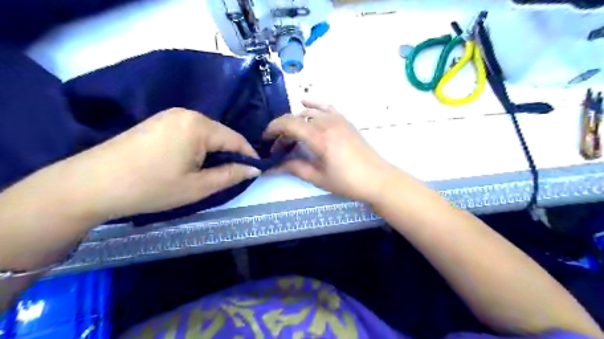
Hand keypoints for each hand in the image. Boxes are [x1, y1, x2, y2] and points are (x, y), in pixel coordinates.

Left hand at [65, 107, 258, 219]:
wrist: (91, 184)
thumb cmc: (151, 187)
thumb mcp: (198, 186)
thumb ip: (231, 175)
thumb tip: (254, 169)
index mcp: (199, 126)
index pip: (236, 139)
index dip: (249, 156)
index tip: (256, 171)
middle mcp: (186, 113)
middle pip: (221, 135)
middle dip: (230, 154)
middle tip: (231, 176)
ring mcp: (169, 115)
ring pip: (206, 134)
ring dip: (214, 152)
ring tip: (211, 172)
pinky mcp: (157, 121)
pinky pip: (189, 132)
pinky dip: (198, 147)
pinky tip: (190, 163)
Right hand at [266, 99, 399, 202]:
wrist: (378, 179)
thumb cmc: (348, 182)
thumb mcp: (319, 178)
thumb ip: (295, 168)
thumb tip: (273, 167)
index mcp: (320, 138)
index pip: (289, 124)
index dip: (273, 128)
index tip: (265, 138)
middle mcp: (327, 123)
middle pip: (297, 118)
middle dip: (283, 130)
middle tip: (278, 147)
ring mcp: (338, 119)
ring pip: (309, 113)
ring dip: (296, 121)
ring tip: (290, 135)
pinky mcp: (345, 121)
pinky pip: (326, 107)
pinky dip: (313, 105)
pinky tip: (304, 103)